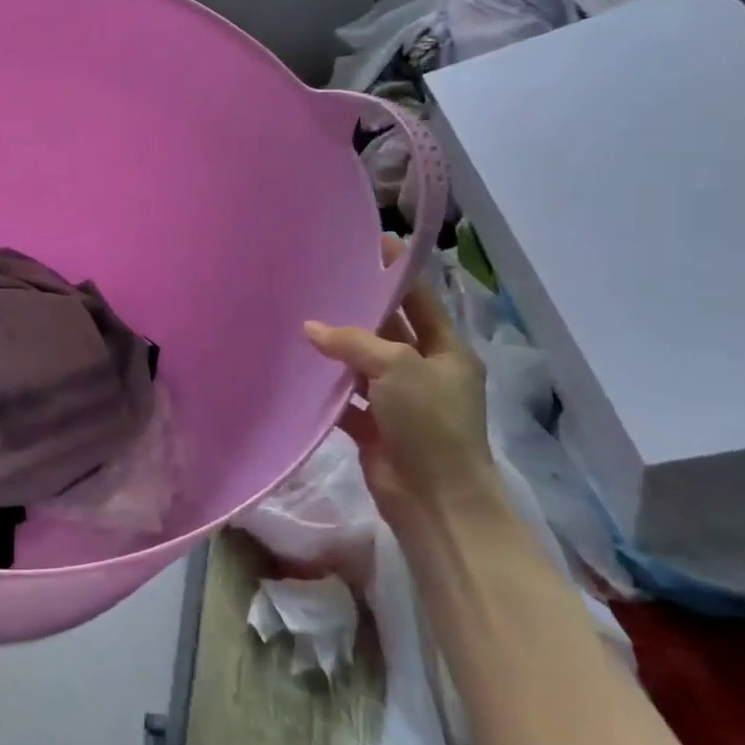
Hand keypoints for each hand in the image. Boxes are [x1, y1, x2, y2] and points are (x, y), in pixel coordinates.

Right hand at [304, 237, 499, 530]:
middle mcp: (424, 372)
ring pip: (362, 365)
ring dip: (336, 351)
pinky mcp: (374, 427)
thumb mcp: (398, 368)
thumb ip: (354, 342)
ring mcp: (399, 401)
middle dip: (358, 312)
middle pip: (388, 332)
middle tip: (320, 283)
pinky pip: (345, 399)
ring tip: (297, 321)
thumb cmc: (430, 423)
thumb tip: (311, 328)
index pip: (421, 301)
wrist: (435, 500)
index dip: (397, 274)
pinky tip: (297, 371)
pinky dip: (326, 388)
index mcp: (447, 352)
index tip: (370, 244)